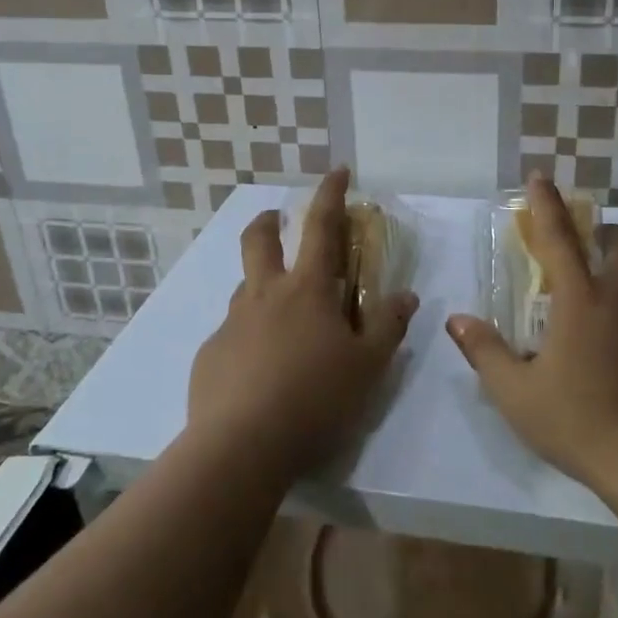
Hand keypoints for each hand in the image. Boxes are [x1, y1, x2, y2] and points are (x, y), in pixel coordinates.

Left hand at [188, 168, 418, 477]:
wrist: (241, 447)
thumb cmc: (315, 399)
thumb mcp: (368, 366)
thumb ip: (388, 326)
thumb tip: (406, 295)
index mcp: (307, 290)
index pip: (322, 227)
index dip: (331, 194)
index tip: (338, 171)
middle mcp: (264, 295)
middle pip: (259, 240)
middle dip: (269, 221)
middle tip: (277, 221)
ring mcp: (232, 324)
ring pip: (244, 286)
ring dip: (260, 281)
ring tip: (279, 311)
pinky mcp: (210, 355)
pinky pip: (232, 333)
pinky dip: (248, 335)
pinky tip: (258, 370)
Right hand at [446, 176, 617, 497]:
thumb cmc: (581, 424)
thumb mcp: (517, 394)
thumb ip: (485, 352)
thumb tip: (457, 320)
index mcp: (582, 302)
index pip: (559, 238)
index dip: (547, 204)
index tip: (541, 176)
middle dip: (603, 232)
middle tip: (589, 244)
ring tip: (604, 327)